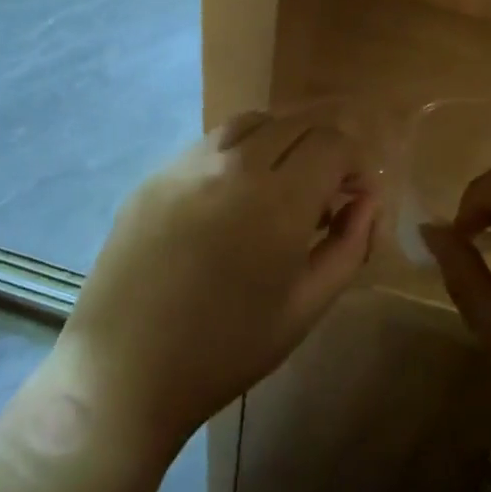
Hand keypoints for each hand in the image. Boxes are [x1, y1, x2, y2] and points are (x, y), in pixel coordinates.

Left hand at [56, 112, 378, 453]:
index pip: (332, 142)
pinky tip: (232, 195)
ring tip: (281, 183)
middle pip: (294, 122)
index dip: (354, 162)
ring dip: (280, 140)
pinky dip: (238, 152)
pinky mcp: (154, 175)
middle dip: (322, 146)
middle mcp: (233, 165)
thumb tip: (366, 202)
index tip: (353, 195)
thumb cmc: (225, 349)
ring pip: (250, 122)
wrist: (124, 369)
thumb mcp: (305, 307)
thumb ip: (348, 246)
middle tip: (324, 191)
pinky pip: (209, 143)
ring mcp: (186, 164)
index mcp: (278, 200)